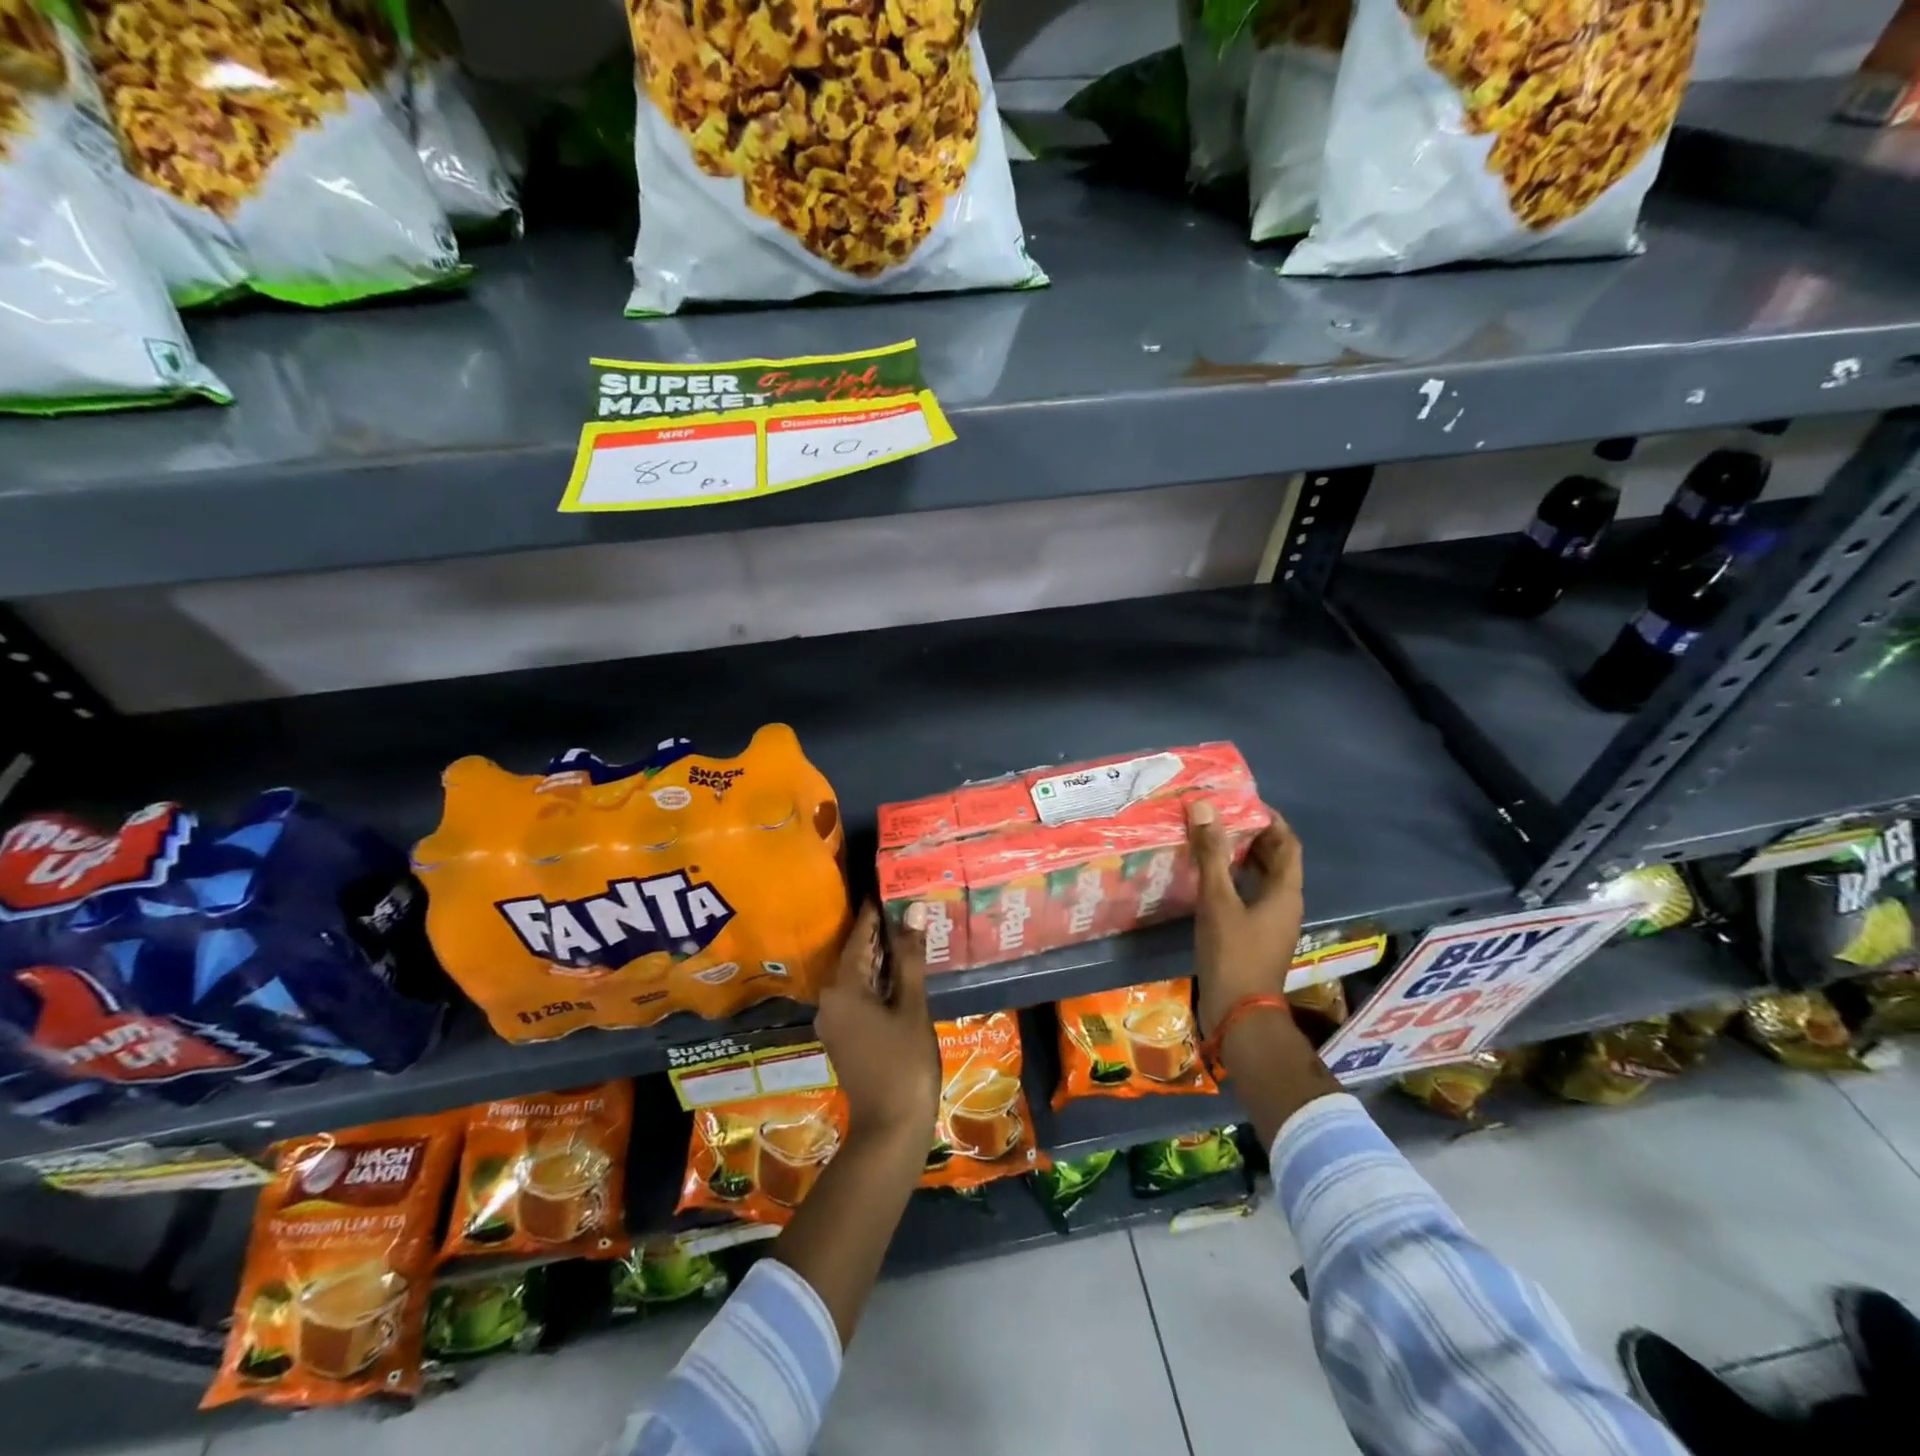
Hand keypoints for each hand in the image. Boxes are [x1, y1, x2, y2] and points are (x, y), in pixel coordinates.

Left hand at [815, 901, 939, 1146]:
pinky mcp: (843, 1035)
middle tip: (906, 906)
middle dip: (880, 932)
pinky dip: (877, 980)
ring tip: (908, 933)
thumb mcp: (912, 1006)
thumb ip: (910, 957)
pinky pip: (858, 995)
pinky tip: (900, 972)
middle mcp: (830, 999)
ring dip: (881, 957)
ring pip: (857, 976)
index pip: (859, 936)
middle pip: (856, 955)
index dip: (875, 912)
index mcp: (843, 988)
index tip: (889, 885)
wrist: (890, 1127)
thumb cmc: (904, 1063)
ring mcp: (834, 1020)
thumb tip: (913, 911)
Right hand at [1186, 799, 1304, 1036]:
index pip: (1287, 843)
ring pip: (1261, 878)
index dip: (1270, 819)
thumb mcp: (1218, 900)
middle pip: (1275, 859)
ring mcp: (1271, 922)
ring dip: (1241, 857)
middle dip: (1252, 835)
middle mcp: (1285, 903)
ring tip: (1210, 839)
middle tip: (1220, 817)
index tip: (1242, 802)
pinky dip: (1233, 880)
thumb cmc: (1233, 953)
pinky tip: (1207, 877)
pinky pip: (1249, 895)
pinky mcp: (1256, 935)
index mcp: (1286, 891)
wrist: (1238, 1013)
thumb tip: (1203, 807)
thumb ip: (1211, 854)